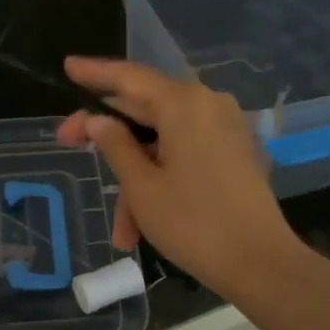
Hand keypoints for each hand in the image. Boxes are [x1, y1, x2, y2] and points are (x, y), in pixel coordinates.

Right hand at [57, 58, 305, 299]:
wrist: (261, 263)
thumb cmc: (194, 223)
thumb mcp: (142, 186)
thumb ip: (115, 145)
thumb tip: (97, 120)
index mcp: (184, 104)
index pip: (129, 78)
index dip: (95, 72)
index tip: (67, 67)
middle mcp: (208, 106)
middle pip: (145, 111)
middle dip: (109, 141)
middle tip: (68, 146)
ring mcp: (225, 130)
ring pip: (163, 144)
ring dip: (137, 183)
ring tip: (123, 235)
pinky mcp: (234, 153)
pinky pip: (185, 156)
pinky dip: (161, 182)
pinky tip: (144, 226)